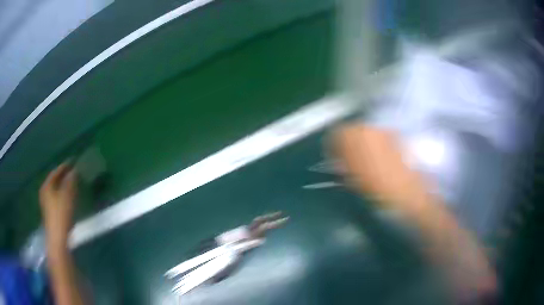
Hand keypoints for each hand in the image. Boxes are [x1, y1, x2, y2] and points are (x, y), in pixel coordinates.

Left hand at [39, 162, 77, 249]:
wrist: (57, 238)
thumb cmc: (61, 214)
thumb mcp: (67, 196)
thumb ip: (70, 182)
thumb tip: (74, 170)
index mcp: (47, 186)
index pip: (55, 172)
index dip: (64, 166)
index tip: (73, 162)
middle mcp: (44, 192)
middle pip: (54, 181)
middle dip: (63, 176)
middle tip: (73, 173)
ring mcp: (46, 203)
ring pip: (55, 190)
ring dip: (63, 186)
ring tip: (72, 185)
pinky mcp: (50, 212)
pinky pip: (56, 198)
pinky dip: (62, 194)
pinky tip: (68, 198)